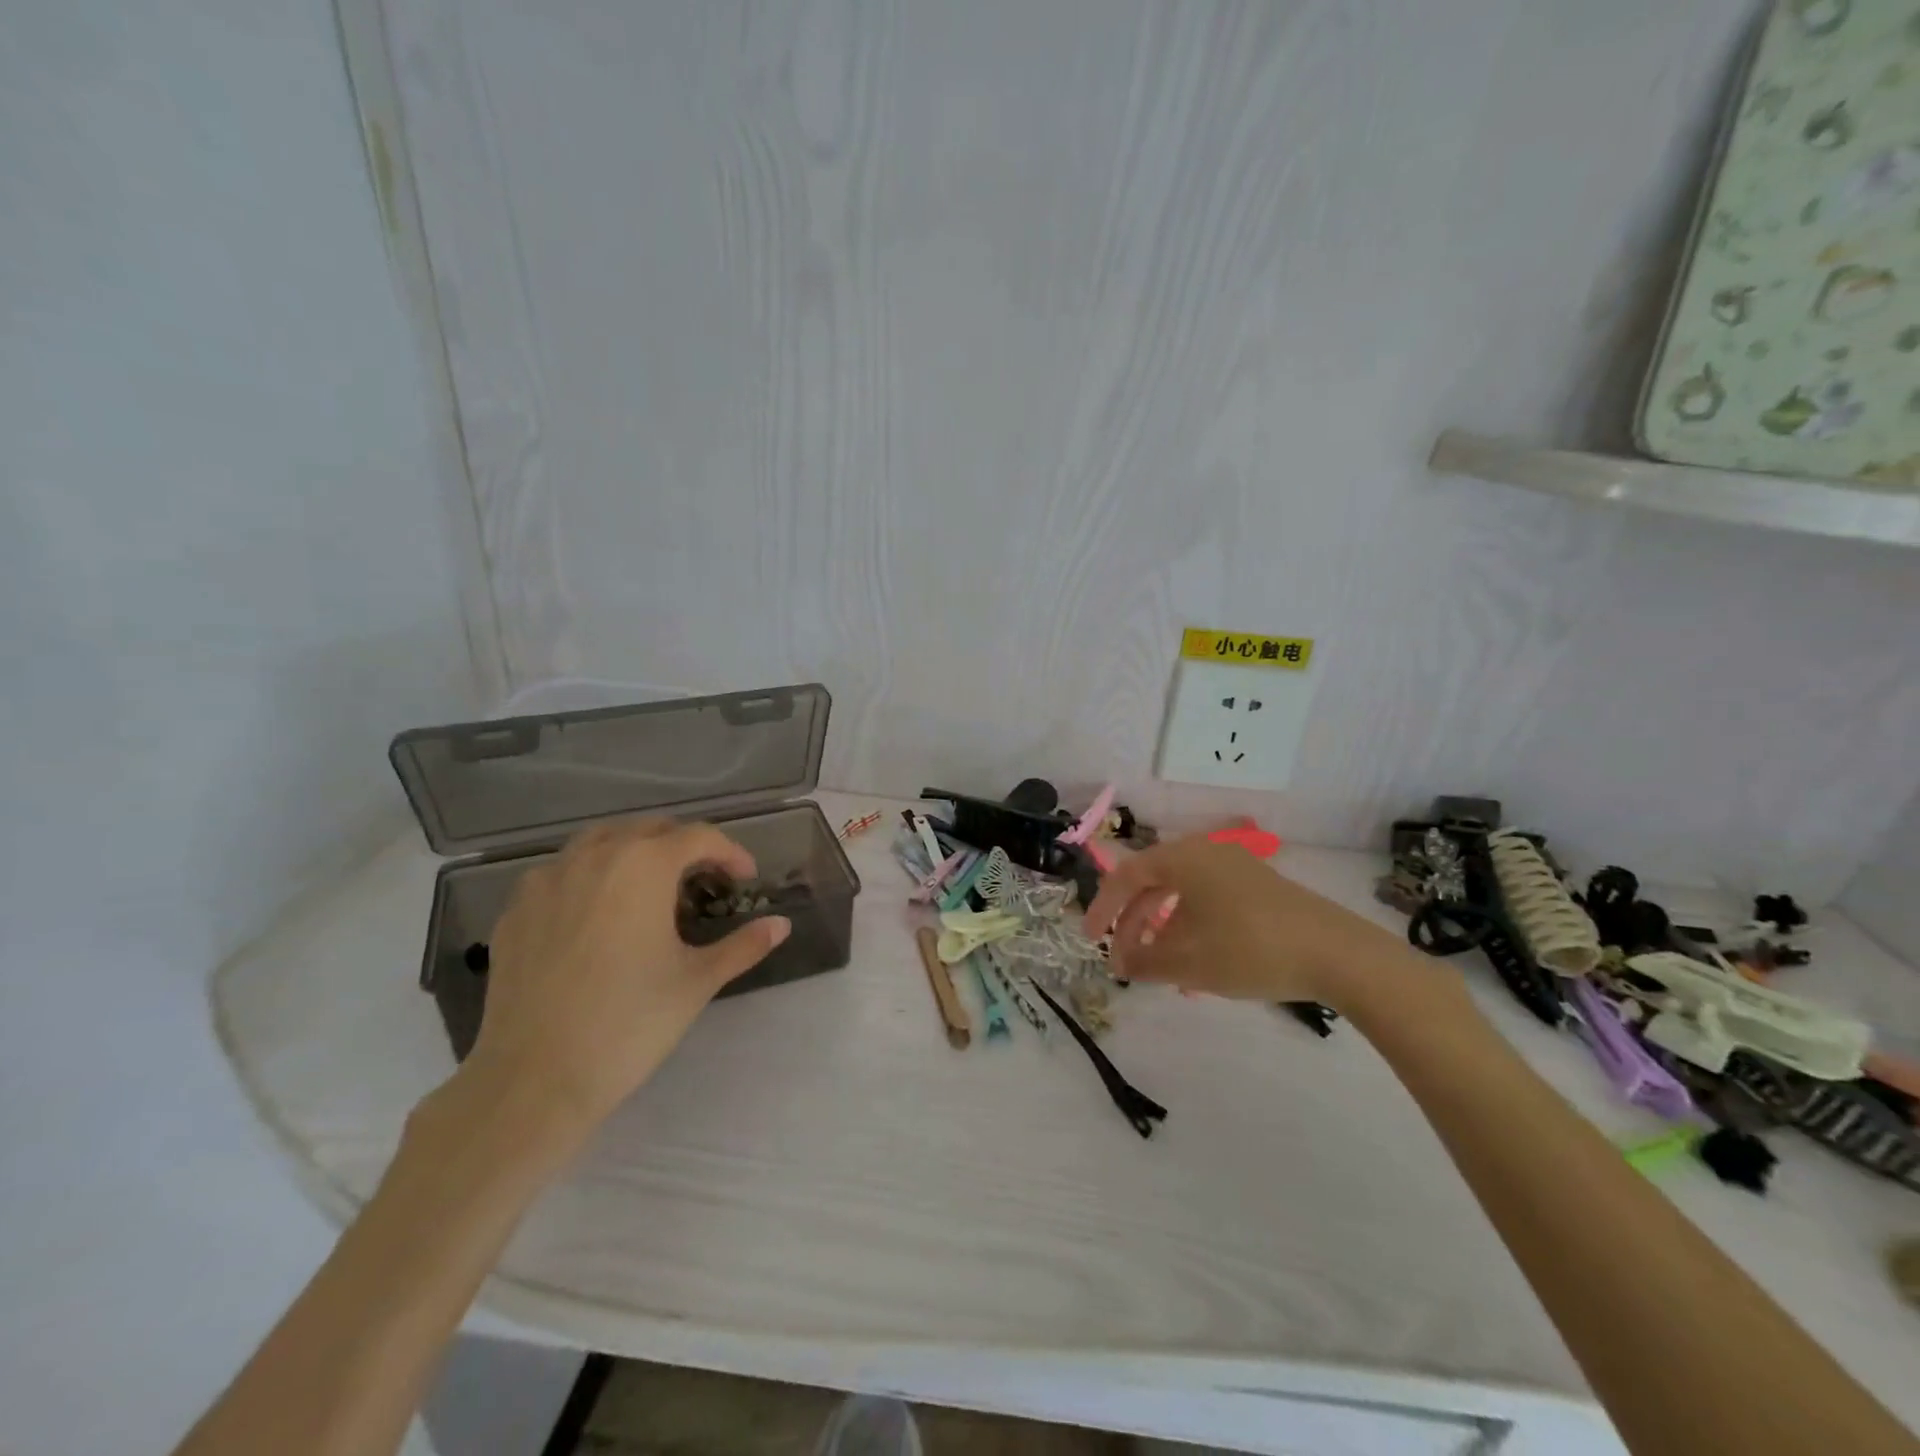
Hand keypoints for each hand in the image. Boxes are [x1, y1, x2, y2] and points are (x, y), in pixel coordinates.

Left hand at [458, 818, 789, 1138]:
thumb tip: (782, 925)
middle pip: (649, 829)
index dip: (730, 853)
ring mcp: (546, 880)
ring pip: (600, 841)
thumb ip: (743, 945)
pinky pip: (561, 872)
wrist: (534, 1079)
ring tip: (651, 888)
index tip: (745, 879)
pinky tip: (598, 914)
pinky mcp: (515, 909)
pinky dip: (590, 876)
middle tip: (704, 881)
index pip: (699, 837)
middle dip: (684, 847)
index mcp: (644, 866)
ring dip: (634, 852)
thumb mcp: (697, 981)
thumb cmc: (630, 1023)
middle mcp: (594, 857)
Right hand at [1083, 834, 1400, 1007]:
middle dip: (1133, 923)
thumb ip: (1145, 962)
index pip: (1126, 875)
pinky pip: (1207, 899)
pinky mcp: (1257, 886)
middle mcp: (1205, 853)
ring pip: (1181, 894)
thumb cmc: (1250, 950)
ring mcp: (1234, 867)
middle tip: (1123, 961)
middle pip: (1153, 883)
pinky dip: (1190, 926)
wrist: (1336, 954)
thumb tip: (1121, 964)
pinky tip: (1196, 962)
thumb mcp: (1189, 963)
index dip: (1103, 907)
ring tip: (1157, 968)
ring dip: (1161, 929)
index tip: (1090, 940)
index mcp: (1183, 859)